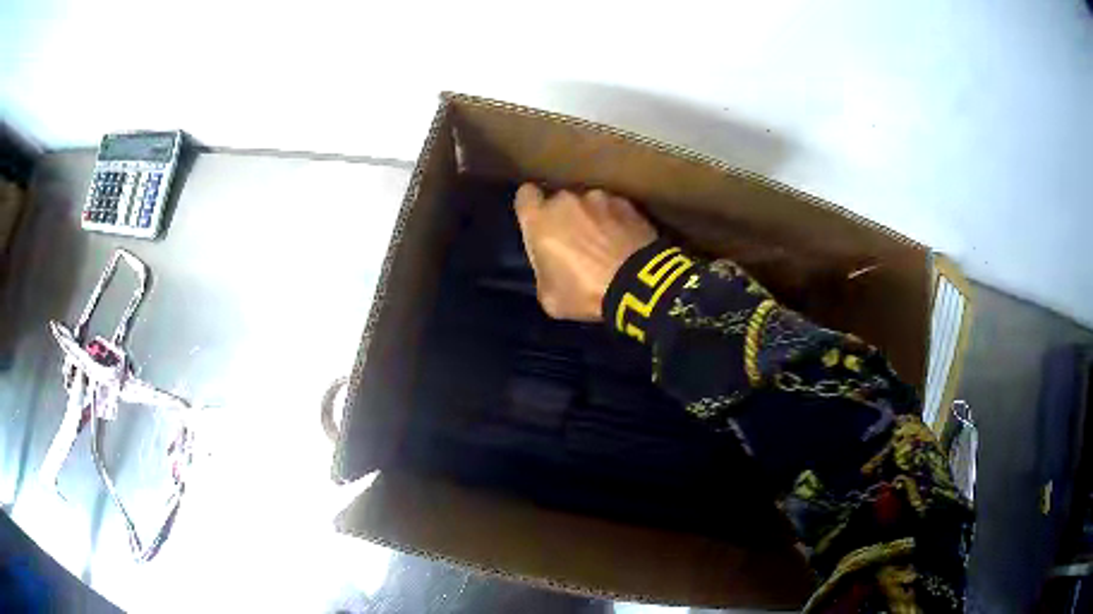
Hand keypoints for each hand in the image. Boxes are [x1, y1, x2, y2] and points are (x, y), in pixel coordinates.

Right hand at [514, 184, 657, 320]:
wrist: (638, 284)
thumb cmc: (585, 292)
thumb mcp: (549, 297)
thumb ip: (544, 271)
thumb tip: (551, 266)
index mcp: (539, 219)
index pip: (525, 195)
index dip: (531, 208)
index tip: (539, 223)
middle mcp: (566, 199)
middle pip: (560, 201)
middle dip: (565, 216)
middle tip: (575, 242)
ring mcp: (600, 197)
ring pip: (589, 204)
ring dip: (592, 218)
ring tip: (605, 243)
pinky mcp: (628, 204)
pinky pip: (615, 209)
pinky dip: (617, 221)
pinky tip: (625, 242)